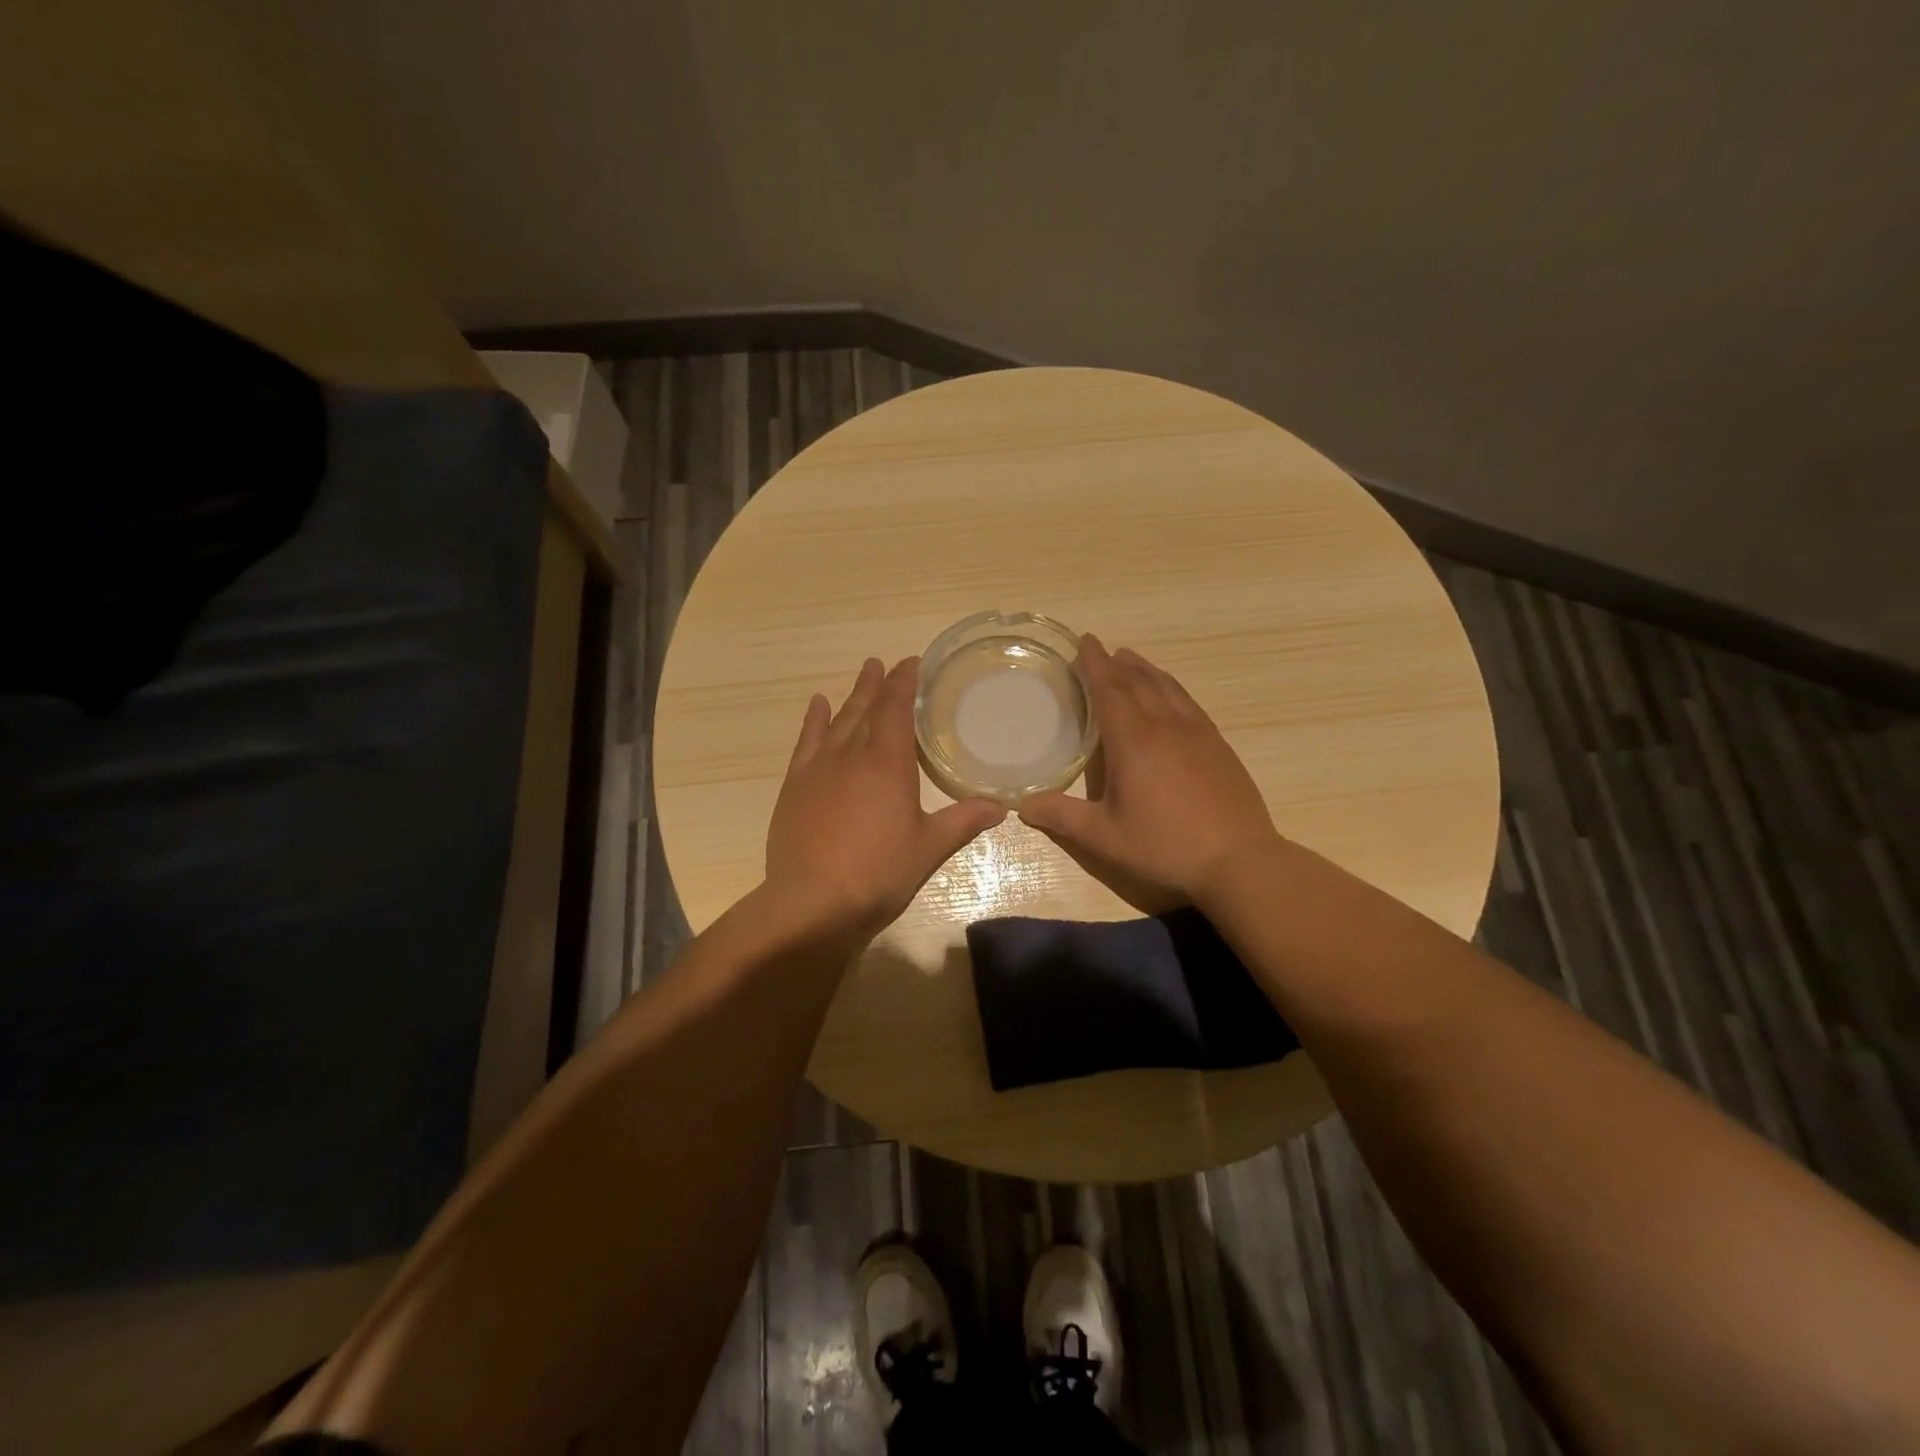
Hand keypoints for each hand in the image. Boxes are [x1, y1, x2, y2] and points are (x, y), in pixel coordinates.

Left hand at [766, 656, 1006, 935]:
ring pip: (837, 721)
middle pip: (866, 708)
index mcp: (888, 762)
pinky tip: (817, 705)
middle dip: (878, 683)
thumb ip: (963, 821)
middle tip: (885, 662)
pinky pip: (806, 742)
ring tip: (862, 674)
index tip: (912, 663)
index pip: (896, 708)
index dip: (904, 682)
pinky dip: (813, 721)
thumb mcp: (929, 848)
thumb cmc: (878, 872)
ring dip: (852, 696)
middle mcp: (851, 754)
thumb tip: (1001, 807)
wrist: (811, 901)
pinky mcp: (795, 786)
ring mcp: (819, 768)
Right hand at [1018, 635, 1279, 910]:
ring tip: (1131, 660)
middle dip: (1117, 663)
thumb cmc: (1165, 846)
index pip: (1110, 689)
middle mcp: (1165, 726)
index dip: (1095, 664)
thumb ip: (1062, 818)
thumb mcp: (1105, 837)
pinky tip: (1171, 694)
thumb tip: (1022, 805)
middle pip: (1139, 682)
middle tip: (1101, 649)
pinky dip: (1171, 687)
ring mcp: (1197, 733)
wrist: (1239, 860)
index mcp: (1133, 741)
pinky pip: (1189, 702)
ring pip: (1167, 687)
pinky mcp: (1218, 745)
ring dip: (1146, 670)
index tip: (1085, 641)